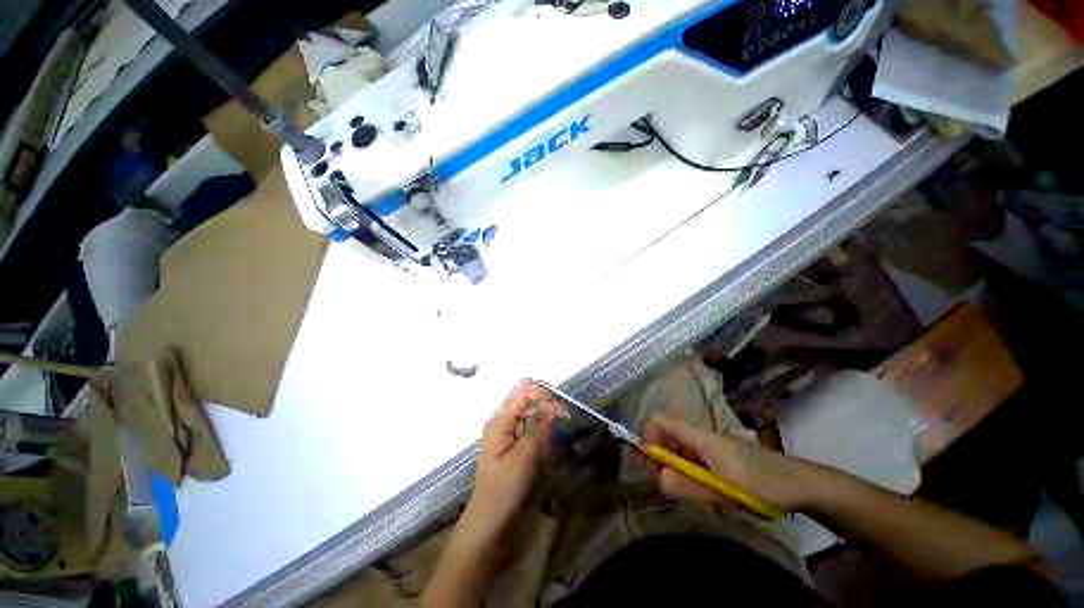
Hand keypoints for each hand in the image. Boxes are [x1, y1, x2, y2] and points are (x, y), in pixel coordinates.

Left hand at [463, 380, 568, 539]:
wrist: (488, 519)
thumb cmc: (503, 489)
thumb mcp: (524, 458)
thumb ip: (538, 428)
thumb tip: (552, 406)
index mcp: (500, 420)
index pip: (524, 392)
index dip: (545, 395)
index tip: (563, 412)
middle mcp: (502, 420)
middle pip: (527, 399)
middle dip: (547, 406)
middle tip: (564, 422)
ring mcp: (505, 430)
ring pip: (530, 412)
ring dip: (544, 421)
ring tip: (550, 442)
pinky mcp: (510, 441)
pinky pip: (529, 427)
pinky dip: (540, 432)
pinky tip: (543, 448)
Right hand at [643, 415, 819, 512]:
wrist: (804, 485)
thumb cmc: (763, 486)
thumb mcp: (724, 492)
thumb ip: (689, 486)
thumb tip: (658, 478)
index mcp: (701, 438)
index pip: (661, 422)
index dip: (649, 438)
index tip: (652, 465)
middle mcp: (703, 437)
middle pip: (669, 437)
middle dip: (664, 460)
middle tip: (673, 487)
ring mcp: (714, 446)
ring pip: (683, 451)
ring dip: (680, 470)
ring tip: (696, 494)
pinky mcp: (723, 457)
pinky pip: (697, 459)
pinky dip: (694, 474)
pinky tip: (710, 493)